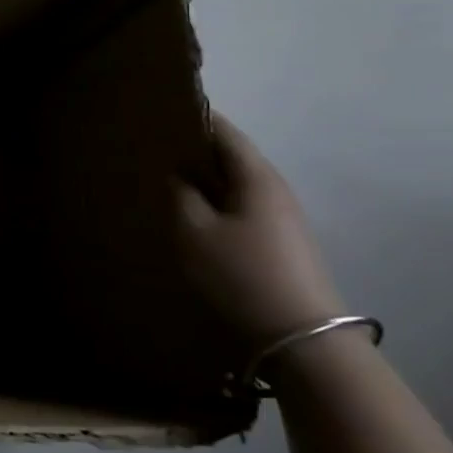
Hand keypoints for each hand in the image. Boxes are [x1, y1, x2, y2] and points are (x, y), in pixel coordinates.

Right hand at [176, 111, 343, 346]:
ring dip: (202, 179)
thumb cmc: (242, 274)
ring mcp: (281, 217)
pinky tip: (190, 215)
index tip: (157, 113)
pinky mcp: (279, 242)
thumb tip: (175, 173)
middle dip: (193, 149)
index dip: (191, 117)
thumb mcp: (194, 231)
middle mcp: (274, 188)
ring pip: (234, 184)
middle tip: (151, 149)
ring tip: (163, 180)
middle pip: (230, 156)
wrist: (301, 338)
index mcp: (256, 175)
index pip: (223, 130)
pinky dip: (214, 202)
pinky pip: (240, 208)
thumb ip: (180, 194)